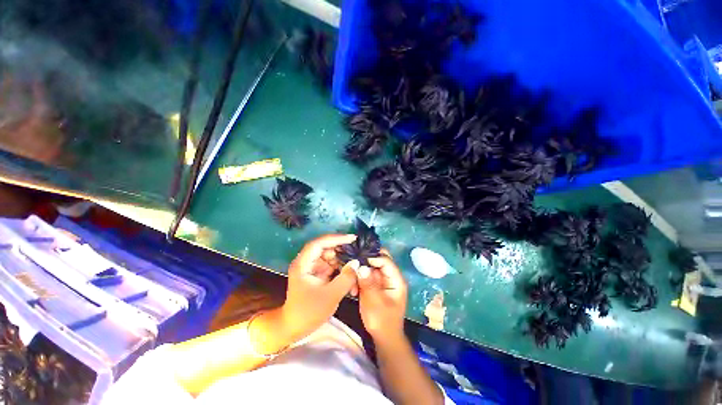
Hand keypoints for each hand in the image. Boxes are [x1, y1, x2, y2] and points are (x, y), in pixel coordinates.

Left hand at [281, 234, 359, 340]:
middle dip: (343, 251)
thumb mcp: (329, 296)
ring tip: (356, 269)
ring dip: (344, 262)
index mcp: (303, 264)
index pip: (319, 243)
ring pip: (331, 258)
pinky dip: (341, 270)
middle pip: (326, 249)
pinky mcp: (318, 274)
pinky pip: (332, 267)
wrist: (293, 328)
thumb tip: (356, 263)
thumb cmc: (308, 313)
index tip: (352, 238)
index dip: (336, 238)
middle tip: (358, 254)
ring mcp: (312, 268)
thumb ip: (345, 278)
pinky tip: (351, 277)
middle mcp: (307, 262)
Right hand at [357, 251, 407, 343]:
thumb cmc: (382, 322)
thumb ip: (368, 284)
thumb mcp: (375, 303)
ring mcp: (381, 280)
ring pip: (370, 267)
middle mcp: (390, 276)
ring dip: (360, 272)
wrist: (384, 338)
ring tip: (351, 281)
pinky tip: (353, 288)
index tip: (358, 259)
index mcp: (396, 279)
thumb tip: (361, 267)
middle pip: (378, 260)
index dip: (373, 257)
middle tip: (352, 264)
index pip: (386, 260)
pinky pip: (366, 276)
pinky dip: (359, 279)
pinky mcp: (374, 284)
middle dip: (365, 261)